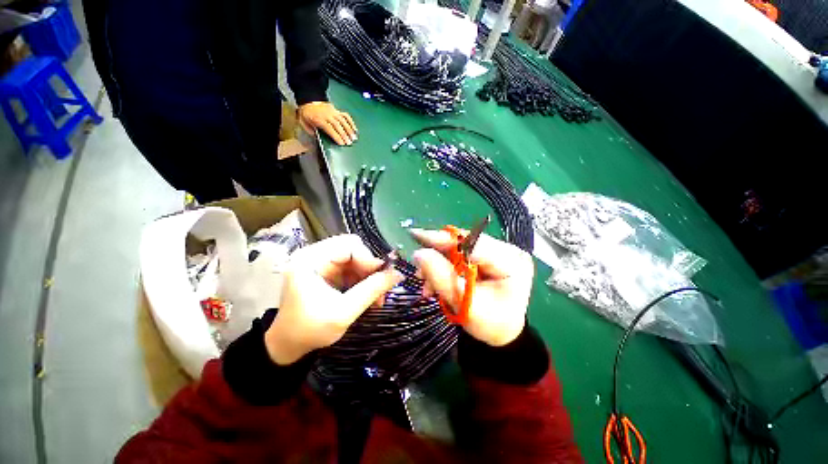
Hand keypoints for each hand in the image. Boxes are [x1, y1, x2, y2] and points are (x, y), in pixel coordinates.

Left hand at [265, 235, 403, 364]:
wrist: (288, 345)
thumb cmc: (310, 330)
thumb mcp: (344, 312)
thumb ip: (372, 290)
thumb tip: (398, 274)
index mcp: (310, 259)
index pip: (349, 245)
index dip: (369, 259)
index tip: (385, 277)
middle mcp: (315, 254)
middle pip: (354, 249)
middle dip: (370, 268)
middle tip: (381, 287)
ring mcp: (321, 262)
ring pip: (356, 258)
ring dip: (369, 276)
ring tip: (377, 297)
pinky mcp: (327, 271)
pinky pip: (352, 267)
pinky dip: (363, 280)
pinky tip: (368, 295)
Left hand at [297, 101, 357, 145]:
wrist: (308, 100)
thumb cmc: (306, 114)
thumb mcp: (303, 123)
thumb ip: (311, 131)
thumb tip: (318, 138)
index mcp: (318, 118)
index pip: (330, 129)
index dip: (336, 137)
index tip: (342, 143)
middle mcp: (327, 115)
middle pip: (338, 126)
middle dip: (344, 135)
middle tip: (349, 143)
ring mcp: (333, 112)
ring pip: (343, 121)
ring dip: (349, 130)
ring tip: (353, 137)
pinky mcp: (337, 110)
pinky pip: (346, 116)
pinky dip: (351, 122)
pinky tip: (354, 129)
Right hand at [411, 228, 533, 346]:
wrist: (502, 332)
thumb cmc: (490, 325)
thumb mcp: (465, 304)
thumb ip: (441, 278)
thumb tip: (419, 253)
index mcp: (511, 262)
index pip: (474, 243)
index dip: (443, 239)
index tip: (417, 236)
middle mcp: (507, 250)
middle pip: (466, 243)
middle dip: (439, 253)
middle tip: (418, 265)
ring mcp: (499, 251)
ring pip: (460, 247)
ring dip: (440, 261)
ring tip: (425, 280)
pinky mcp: (489, 255)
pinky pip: (462, 253)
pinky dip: (446, 265)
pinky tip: (436, 279)